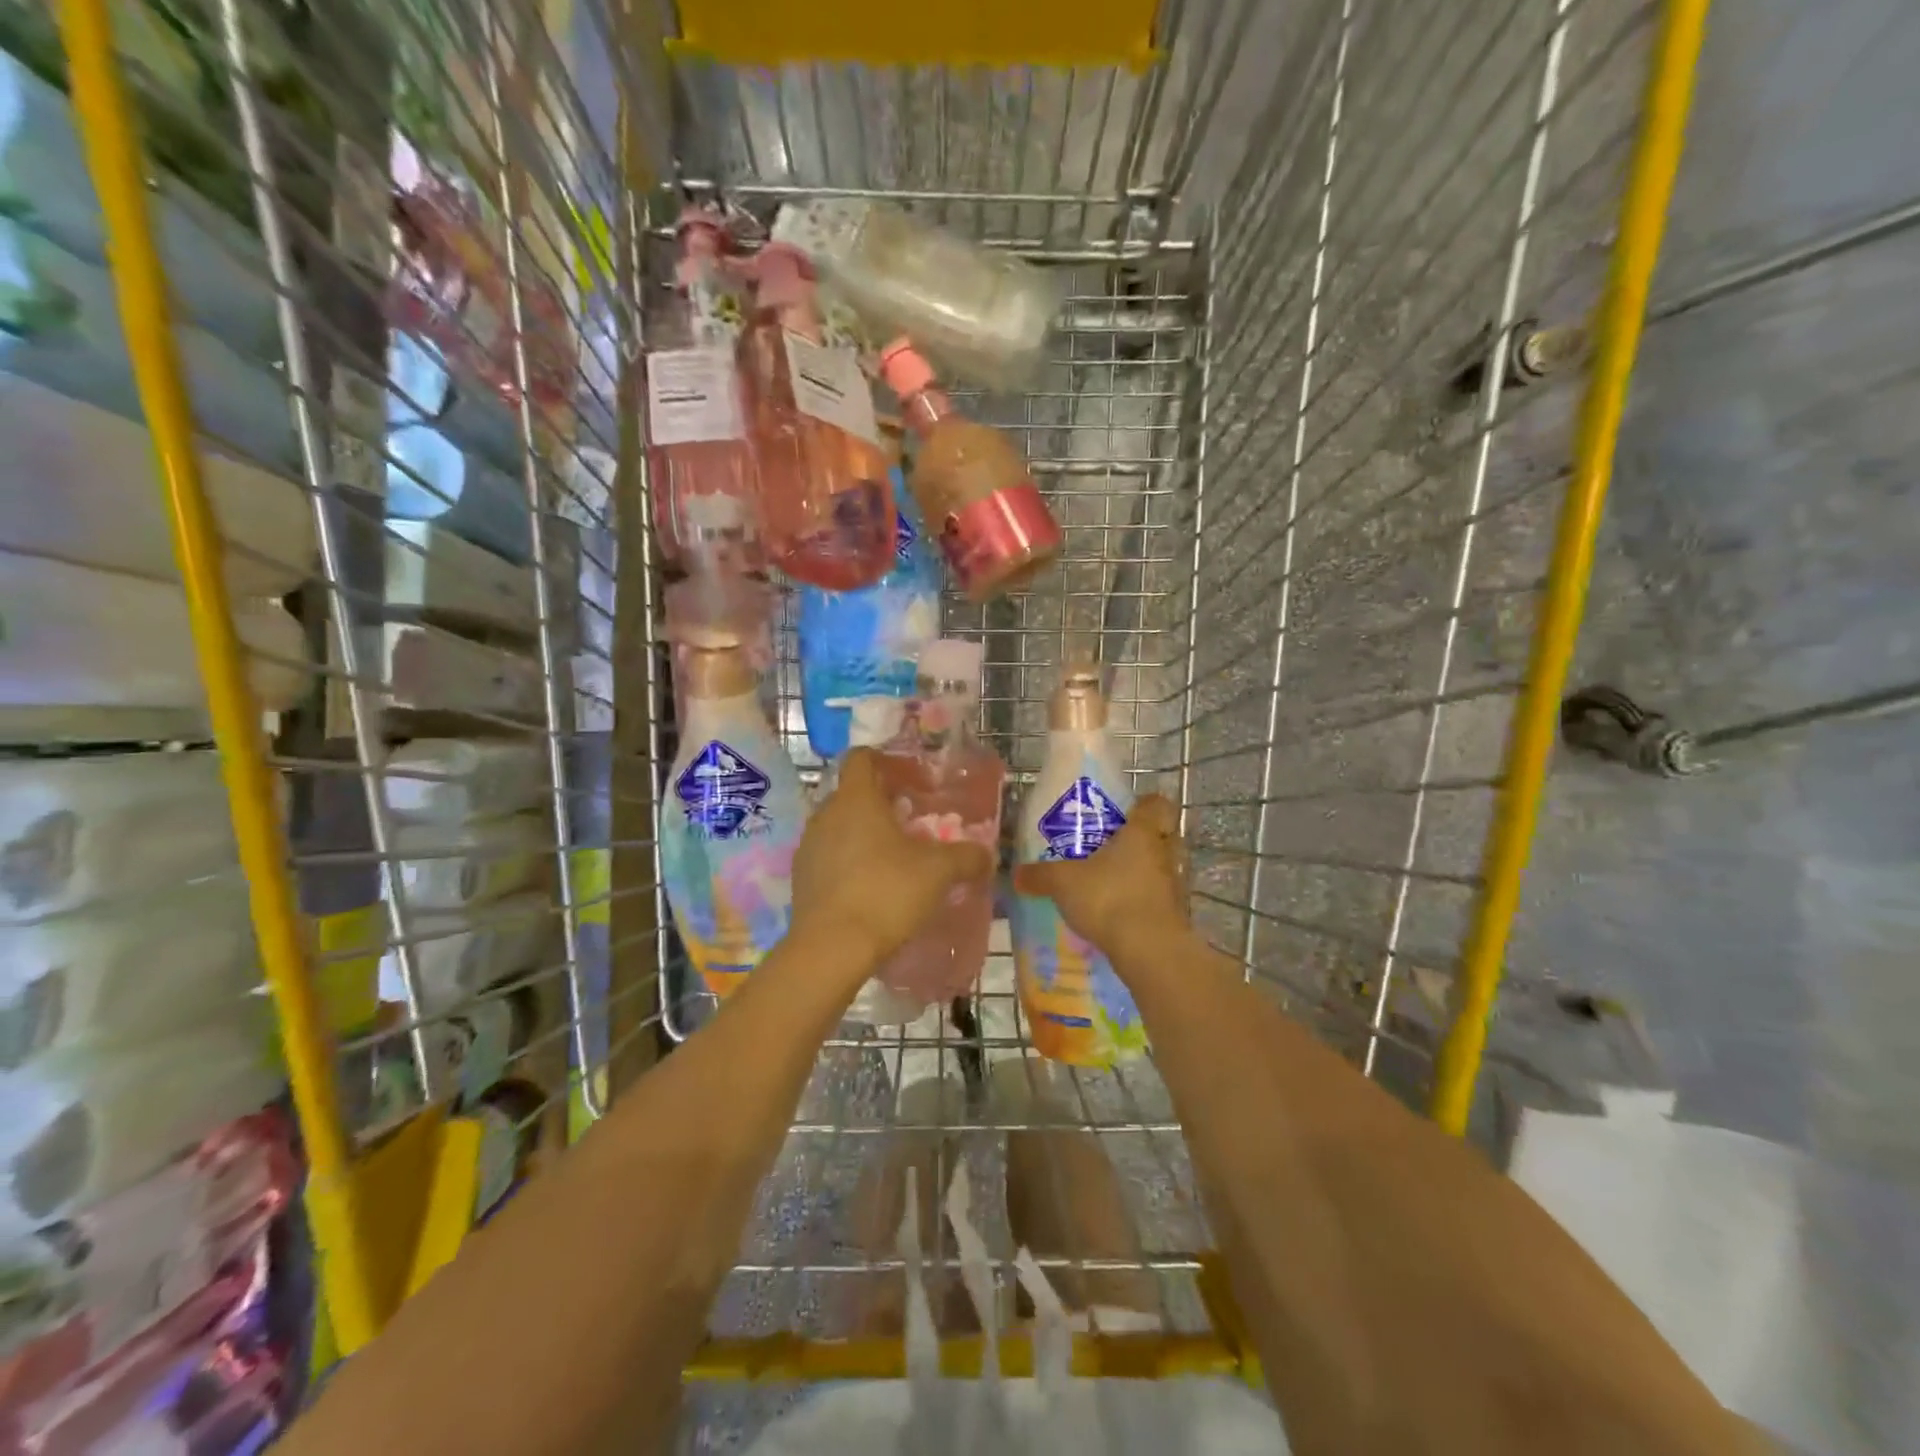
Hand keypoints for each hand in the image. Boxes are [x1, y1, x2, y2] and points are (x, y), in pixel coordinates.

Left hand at [790, 748, 995, 974]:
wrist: (832, 948)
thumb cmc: (887, 892)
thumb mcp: (938, 872)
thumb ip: (966, 857)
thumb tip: (986, 855)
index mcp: (856, 799)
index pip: (861, 758)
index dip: (886, 761)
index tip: (911, 779)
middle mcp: (826, 814)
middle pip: (853, 794)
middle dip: (882, 804)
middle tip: (913, 824)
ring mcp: (809, 847)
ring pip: (840, 827)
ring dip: (865, 835)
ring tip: (895, 859)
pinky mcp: (801, 878)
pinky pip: (830, 857)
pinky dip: (850, 862)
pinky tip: (872, 887)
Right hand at [1012, 793, 1188, 953]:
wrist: (1149, 951)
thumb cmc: (1109, 898)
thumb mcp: (1063, 883)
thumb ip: (1040, 876)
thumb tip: (1016, 874)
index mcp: (1142, 832)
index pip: (1156, 804)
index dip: (1143, 804)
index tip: (1126, 812)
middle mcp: (1164, 853)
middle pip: (1162, 836)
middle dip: (1142, 840)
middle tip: (1113, 847)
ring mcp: (1173, 886)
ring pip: (1159, 868)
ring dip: (1141, 873)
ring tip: (1111, 882)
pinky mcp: (1174, 916)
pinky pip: (1157, 899)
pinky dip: (1142, 902)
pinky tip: (1117, 913)